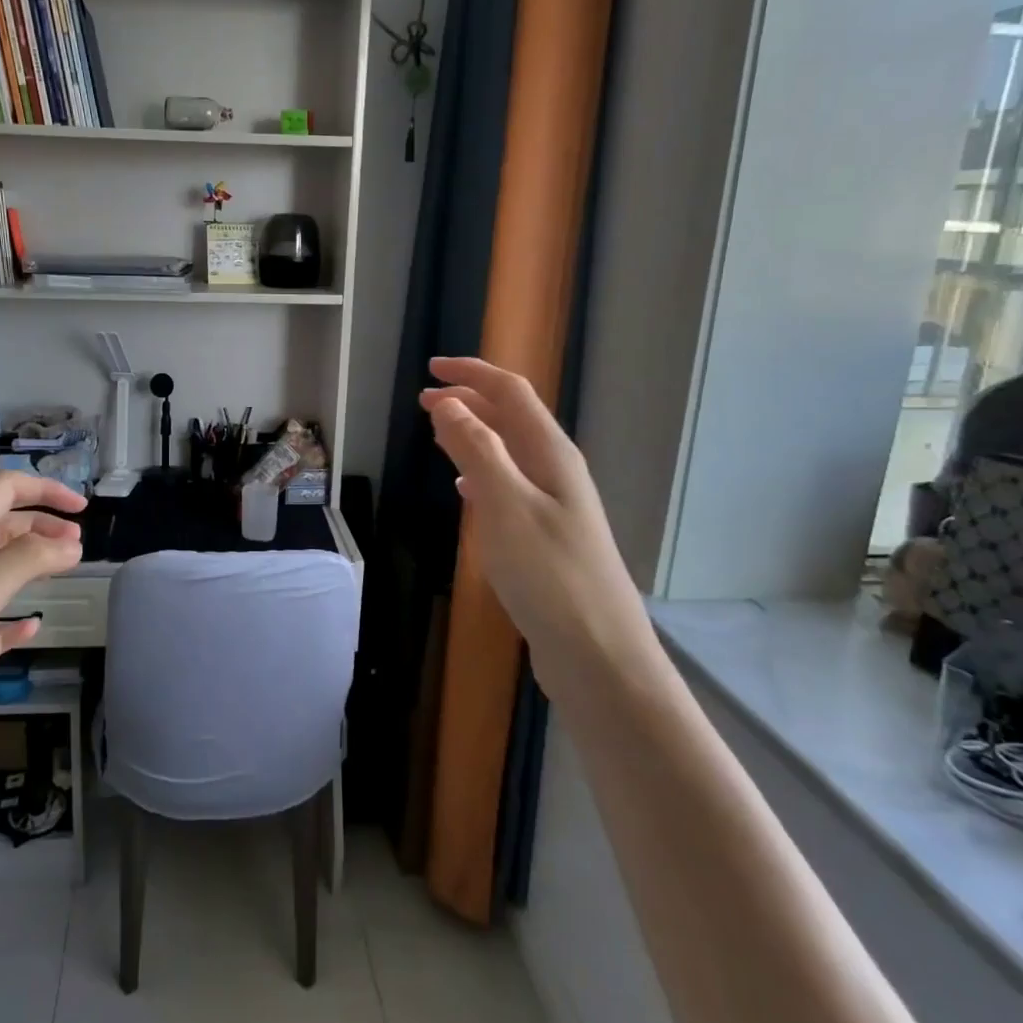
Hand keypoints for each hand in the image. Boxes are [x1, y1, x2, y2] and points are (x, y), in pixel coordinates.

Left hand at [0, 474, 84, 844]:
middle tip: (78, 547)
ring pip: (4, 574)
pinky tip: (34, 627)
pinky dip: (18, 622)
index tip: (82, 511)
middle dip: (44, 528)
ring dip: (36, 566)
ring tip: (69, 572)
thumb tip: (72, 546)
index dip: (44, 490)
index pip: (3, 492)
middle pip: (7, 529)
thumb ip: (29, 559)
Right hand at [419, 357, 644, 658]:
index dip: (471, 374)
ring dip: (473, 436)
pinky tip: (465, 491)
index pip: (510, 393)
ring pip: (509, 453)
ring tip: (437, 435)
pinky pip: (508, 486)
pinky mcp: (546, 536)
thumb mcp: (506, 504)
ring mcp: (554, 505)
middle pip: (511, 418)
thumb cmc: (549, 574)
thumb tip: (448, 403)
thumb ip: (477, 450)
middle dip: (468, 401)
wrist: (598, 654)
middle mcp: (556, 470)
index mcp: (551, 453)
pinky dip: (481, 475)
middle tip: (424, 401)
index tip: (430, 368)